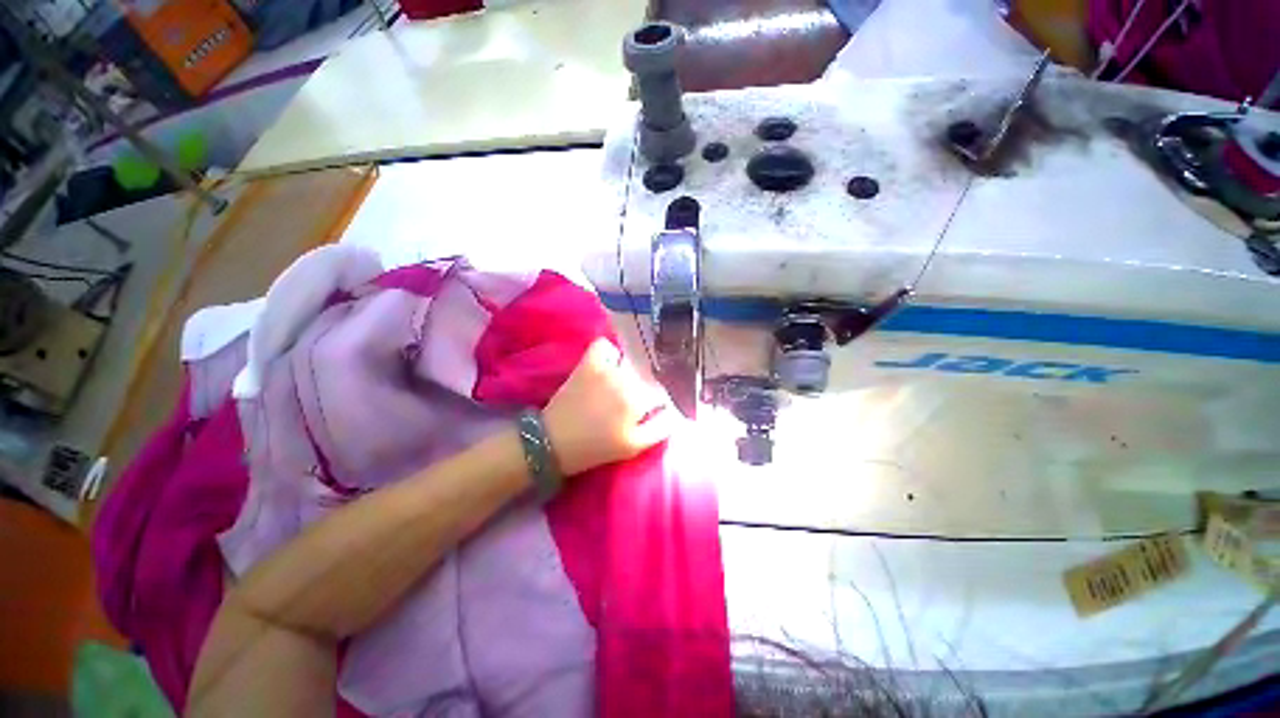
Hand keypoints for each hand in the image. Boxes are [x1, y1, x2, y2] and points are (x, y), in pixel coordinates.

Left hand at [543, 338, 674, 475]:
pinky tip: (609, 365)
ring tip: (623, 382)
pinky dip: (609, 352)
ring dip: (631, 368)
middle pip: (648, 372)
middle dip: (647, 384)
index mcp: (639, 400)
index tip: (655, 408)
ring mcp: (605, 367)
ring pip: (630, 357)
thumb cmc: (596, 448)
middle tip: (636, 399)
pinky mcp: (588, 363)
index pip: (664, 390)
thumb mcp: (634, 447)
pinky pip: (604, 345)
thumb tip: (677, 412)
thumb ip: (661, 428)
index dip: (661, 399)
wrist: (554, 441)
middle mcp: (625, 378)